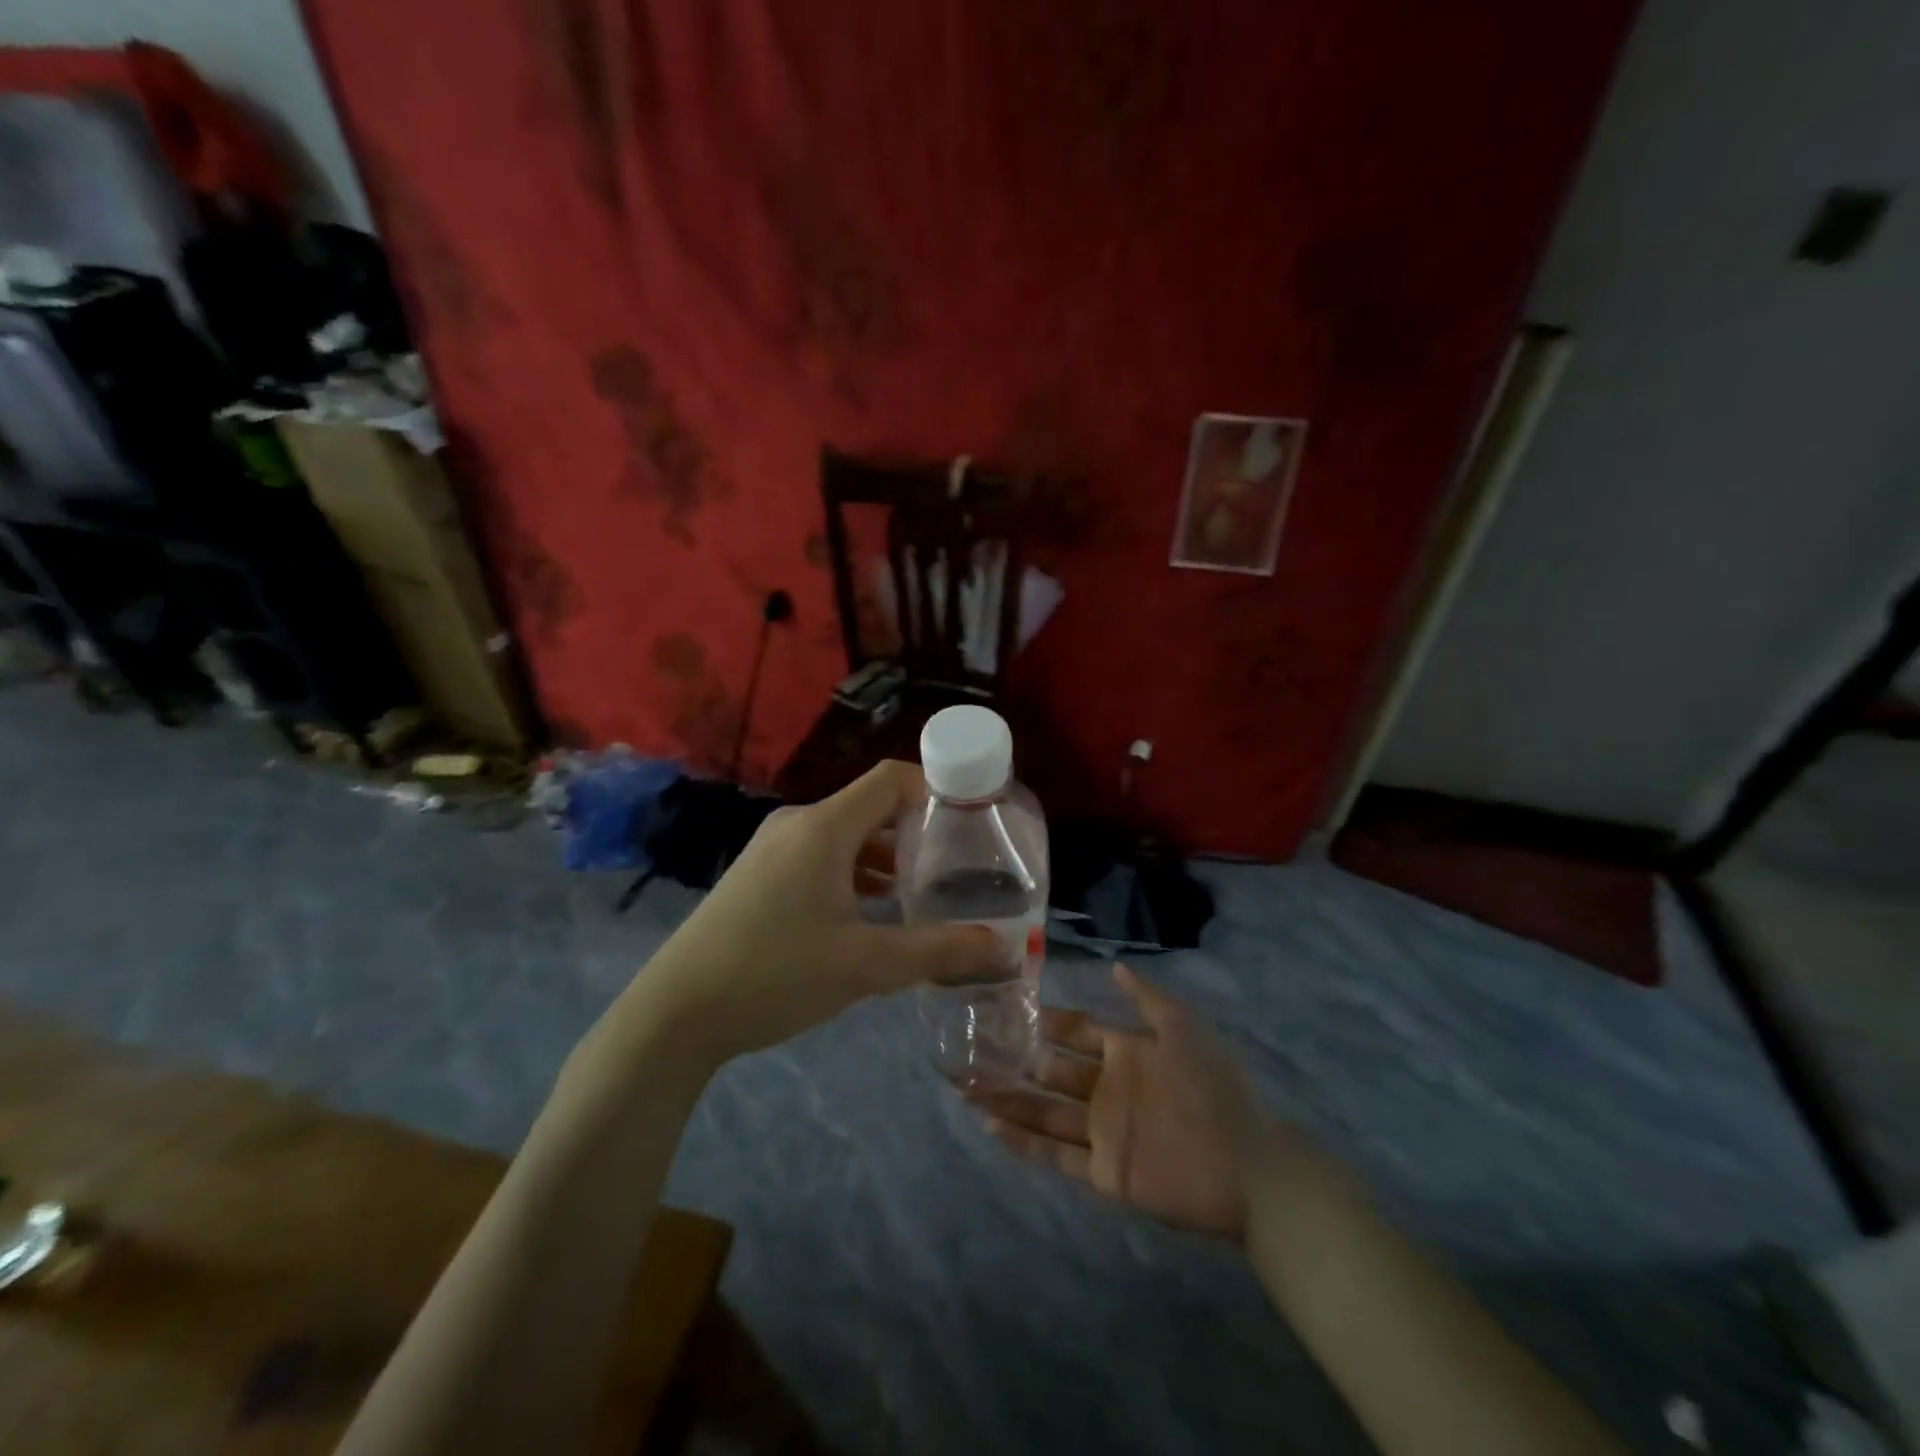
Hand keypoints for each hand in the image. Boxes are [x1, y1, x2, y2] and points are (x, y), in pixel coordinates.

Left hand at [616, 761, 1003, 1068]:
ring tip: (926, 890)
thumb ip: (938, 951)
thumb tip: (1003, 949)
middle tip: (959, 865)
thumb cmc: (774, 974)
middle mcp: (798, 825)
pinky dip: (856, 872)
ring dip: (887, 856)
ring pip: (847, 835)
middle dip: (917, 831)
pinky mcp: (760, 875)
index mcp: (823, 828)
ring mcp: (773, 849)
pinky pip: (822, 856)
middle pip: (872, 806)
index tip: (974, 821)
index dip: (936, 789)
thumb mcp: (865, 966)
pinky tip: (875, 911)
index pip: (892, 779)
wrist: (675, 1014)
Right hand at [972, 963, 1309, 1239]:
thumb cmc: (1214, 1088)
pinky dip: (1024, 1142)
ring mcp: (1103, 1130)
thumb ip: (1146, 999)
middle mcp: (1107, 1088)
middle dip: (1013, 1060)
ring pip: (1044, 1111)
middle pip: (1051, 1071)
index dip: (1044, 1022)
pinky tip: (991, 1125)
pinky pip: (1056, 1154)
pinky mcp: (1103, 1171)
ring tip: (967, 1086)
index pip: (1074, 1031)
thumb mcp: (1183, 1029)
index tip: (1005, 1010)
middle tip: (970, 1049)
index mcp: (1125, 1052)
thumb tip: (1113, 965)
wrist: (1249, 1167)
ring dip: (1008, 1099)